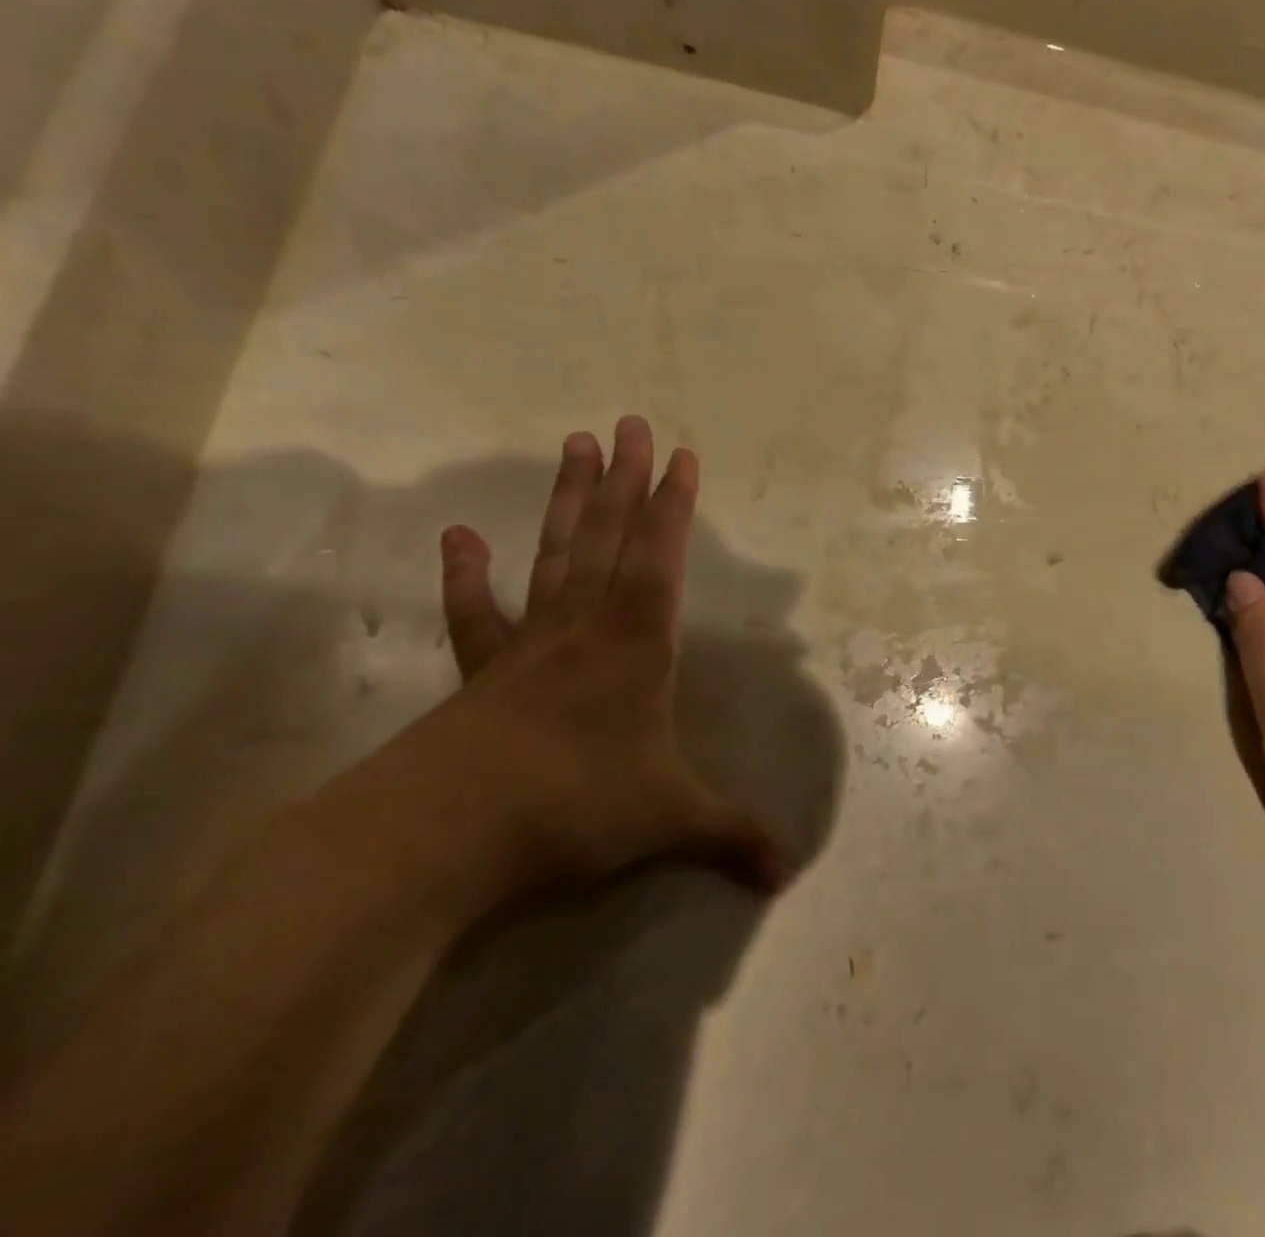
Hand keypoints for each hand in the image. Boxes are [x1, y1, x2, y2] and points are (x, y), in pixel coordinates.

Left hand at [394, 417, 786, 910]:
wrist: (441, 836)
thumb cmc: (572, 808)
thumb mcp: (668, 821)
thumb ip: (732, 836)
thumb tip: (792, 873)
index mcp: (636, 646)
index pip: (661, 558)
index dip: (674, 505)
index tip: (681, 452)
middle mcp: (585, 628)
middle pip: (607, 538)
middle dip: (624, 479)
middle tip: (626, 422)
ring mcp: (528, 644)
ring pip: (554, 556)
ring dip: (567, 501)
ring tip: (572, 445)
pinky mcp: (481, 672)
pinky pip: (475, 615)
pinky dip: (466, 576)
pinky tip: (458, 536)